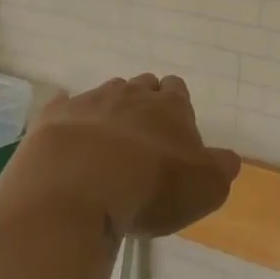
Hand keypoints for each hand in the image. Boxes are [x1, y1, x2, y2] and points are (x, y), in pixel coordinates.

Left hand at [29, 74, 239, 237]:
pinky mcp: (52, 118)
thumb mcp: (205, 188)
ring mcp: (89, 102)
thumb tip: (227, 160)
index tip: (172, 134)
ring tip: (105, 146)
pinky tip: (67, 139)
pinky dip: (68, 119)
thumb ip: (221, 169)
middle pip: (142, 87)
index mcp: (171, 106)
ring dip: (108, 113)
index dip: (176, 108)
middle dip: (143, 105)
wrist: (74, 191)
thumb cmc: (149, 188)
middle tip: (141, 140)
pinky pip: (62, 107)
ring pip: (105, 95)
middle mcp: (132, 95)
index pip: (178, 90)